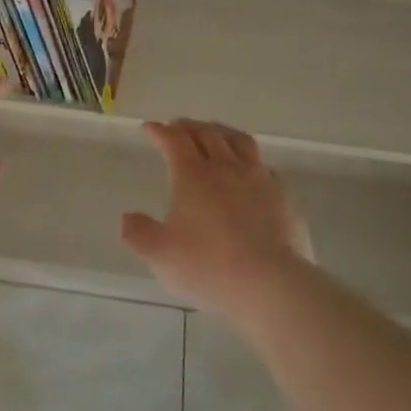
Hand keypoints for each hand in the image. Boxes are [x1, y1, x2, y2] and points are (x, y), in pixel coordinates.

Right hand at [120, 119, 316, 318]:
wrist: (270, 284)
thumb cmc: (208, 266)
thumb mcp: (160, 255)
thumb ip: (139, 234)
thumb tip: (127, 217)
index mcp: (193, 175)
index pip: (174, 140)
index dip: (160, 131)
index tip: (150, 128)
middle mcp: (226, 168)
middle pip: (207, 134)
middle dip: (189, 126)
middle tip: (177, 126)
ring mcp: (259, 179)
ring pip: (239, 142)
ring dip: (222, 132)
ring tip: (214, 134)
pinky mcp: (282, 197)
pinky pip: (264, 167)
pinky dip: (250, 160)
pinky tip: (249, 171)